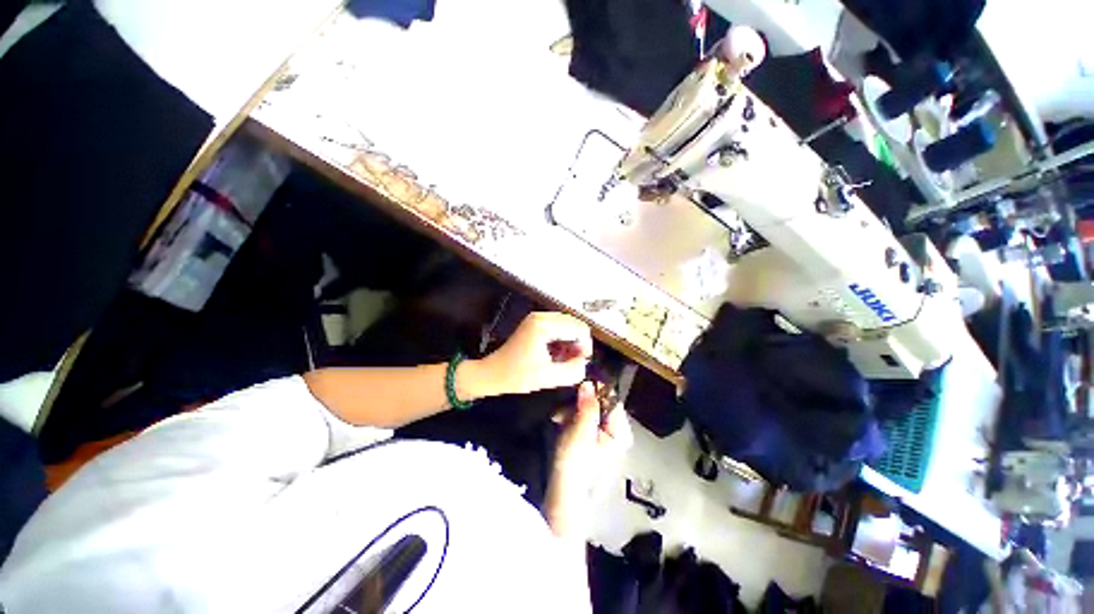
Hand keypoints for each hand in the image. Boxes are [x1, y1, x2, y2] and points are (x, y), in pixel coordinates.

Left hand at [478, 312, 592, 395]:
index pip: (580, 328)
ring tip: (564, 359)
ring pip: (568, 324)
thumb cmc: (516, 376)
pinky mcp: (535, 322)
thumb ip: (574, 370)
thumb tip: (585, 361)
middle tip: (573, 361)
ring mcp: (537, 317)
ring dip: (571, 340)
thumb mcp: (549, 377)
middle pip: (575, 323)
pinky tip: (556, 353)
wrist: (492, 374)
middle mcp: (541, 316)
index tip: (581, 362)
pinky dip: (563, 338)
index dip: (586, 346)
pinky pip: (558, 326)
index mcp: (544, 326)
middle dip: (579, 342)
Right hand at [545, 382, 632, 540]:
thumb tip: (589, 383)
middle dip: (580, 404)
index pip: (612, 400)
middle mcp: (618, 434)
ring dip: (572, 410)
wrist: (563, 495)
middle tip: (562, 409)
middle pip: (601, 405)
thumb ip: (587, 406)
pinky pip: (585, 421)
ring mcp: (606, 439)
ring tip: (558, 418)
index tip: (577, 390)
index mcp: (621, 432)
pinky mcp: (594, 442)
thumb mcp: (581, 431)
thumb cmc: (575, 465)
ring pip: (590, 411)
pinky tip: (561, 423)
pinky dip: (572, 419)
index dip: (594, 392)